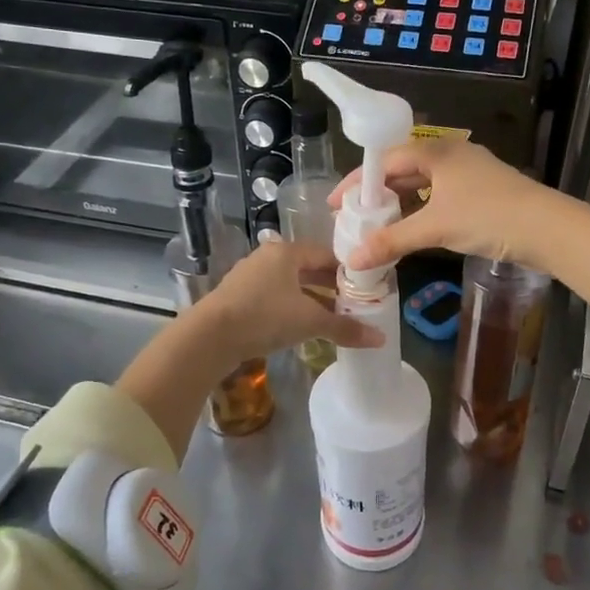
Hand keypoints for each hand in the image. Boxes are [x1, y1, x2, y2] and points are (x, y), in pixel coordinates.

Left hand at [193, 239, 382, 365]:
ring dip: (312, 300)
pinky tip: (302, 327)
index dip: (348, 271)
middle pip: (308, 269)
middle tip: (354, 304)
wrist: (209, 337)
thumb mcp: (310, 321)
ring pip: (291, 286)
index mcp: (286, 252)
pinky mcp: (239, 298)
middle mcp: (268, 258)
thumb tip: (380, 338)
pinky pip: (275, 299)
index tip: (366, 288)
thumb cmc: (264, 317)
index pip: (326, 254)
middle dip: (331, 287)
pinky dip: (292, 309)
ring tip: (333, 318)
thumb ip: (345, 328)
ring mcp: (250, 278)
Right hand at [329, 139, 571, 273]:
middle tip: (355, 216)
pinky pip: (440, 194)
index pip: (385, 161)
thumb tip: (353, 259)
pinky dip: (422, 209)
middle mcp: (451, 153)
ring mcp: (469, 171)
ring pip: (423, 183)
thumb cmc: (488, 217)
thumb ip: (392, 241)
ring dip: (400, 202)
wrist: (549, 228)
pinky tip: (414, 227)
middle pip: (403, 169)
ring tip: (378, 224)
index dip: (358, 183)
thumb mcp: (435, 228)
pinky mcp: (483, 190)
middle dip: (378, 193)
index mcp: (436, 151)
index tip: (338, 205)